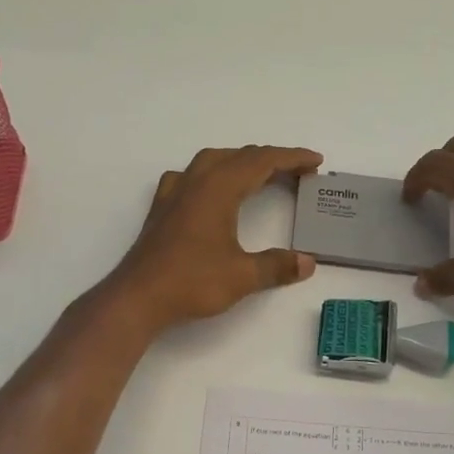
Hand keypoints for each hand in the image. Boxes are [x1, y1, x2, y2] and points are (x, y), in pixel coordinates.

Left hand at [107, 146, 323, 331]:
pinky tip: (212, 191)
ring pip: (213, 161)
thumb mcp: (242, 276)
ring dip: (241, 162)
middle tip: (298, 172)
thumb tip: (308, 262)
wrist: (138, 297)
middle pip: (239, 156)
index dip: (292, 158)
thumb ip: (277, 266)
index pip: (262, 161)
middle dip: (271, 159)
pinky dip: (213, 174)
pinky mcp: (162, 208)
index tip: (315, 161)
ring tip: (260, 175)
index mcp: (218, 188)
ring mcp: (174, 192)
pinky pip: (192, 176)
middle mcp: (196, 181)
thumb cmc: (191, 281)